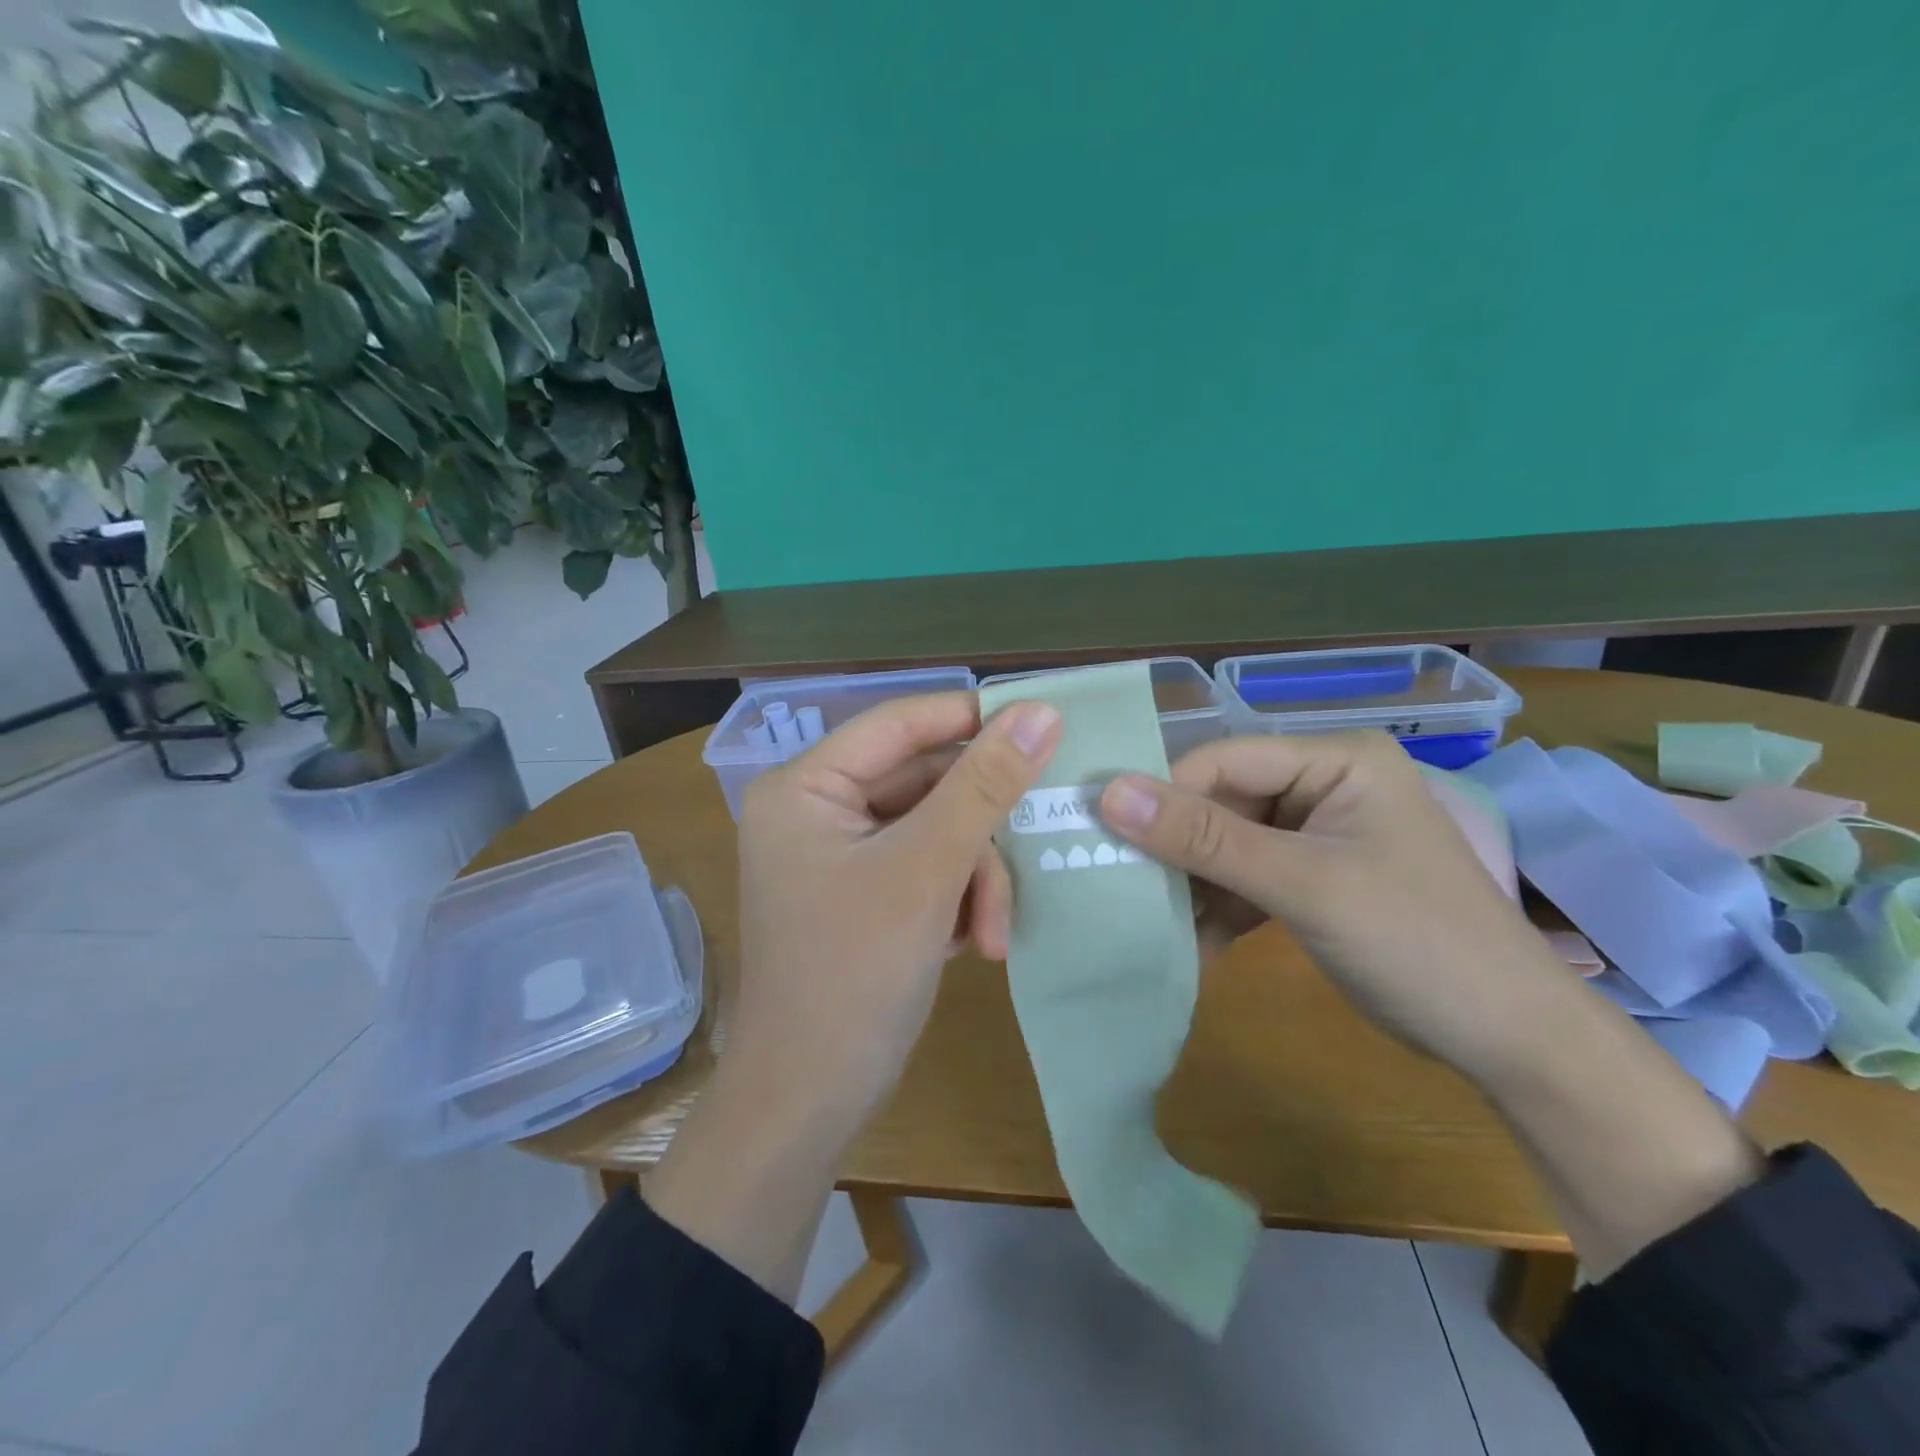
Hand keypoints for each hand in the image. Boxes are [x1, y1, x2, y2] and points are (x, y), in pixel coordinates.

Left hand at [730, 690, 1061, 1121]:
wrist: (810, 1102)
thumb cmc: (855, 976)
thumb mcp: (928, 871)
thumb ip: (984, 785)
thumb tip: (1040, 711)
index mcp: (806, 786)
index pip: (901, 724)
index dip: (972, 719)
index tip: (1045, 726)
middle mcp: (817, 809)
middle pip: (924, 783)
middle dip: (976, 836)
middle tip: (1028, 858)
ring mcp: (839, 854)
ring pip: (935, 830)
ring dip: (973, 879)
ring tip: (991, 936)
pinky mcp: (862, 892)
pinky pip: (926, 867)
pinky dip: (956, 898)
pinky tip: (970, 943)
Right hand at [1096, 730, 1566, 1078]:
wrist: (1510, 1042)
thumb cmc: (1418, 943)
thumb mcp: (1305, 885)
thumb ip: (1206, 839)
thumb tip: (1110, 792)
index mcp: (1336, 761)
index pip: (1224, 760)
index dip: (1164, 793)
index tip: (1103, 834)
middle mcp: (1323, 785)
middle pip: (1222, 801)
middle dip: (1176, 848)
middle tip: (1117, 882)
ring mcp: (1316, 834)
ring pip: (1226, 844)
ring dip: (1191, 884)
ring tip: (1145, 918)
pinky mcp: (1311, 878)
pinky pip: (1245, 879)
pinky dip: (1218, 909)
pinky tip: (1189, 944)